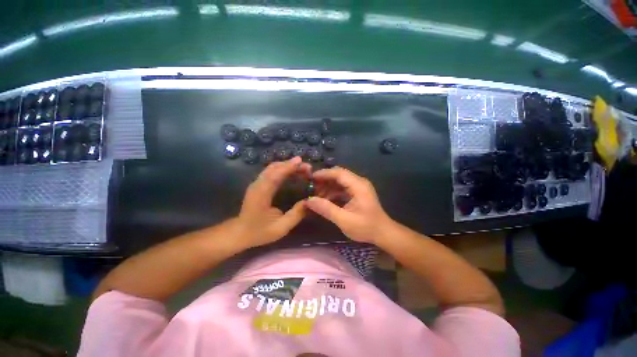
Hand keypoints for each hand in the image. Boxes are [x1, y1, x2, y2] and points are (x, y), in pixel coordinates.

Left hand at [235, 156, 311, 247]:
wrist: (239, 233)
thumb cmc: (259, 231)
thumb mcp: (281, 228)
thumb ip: (296, 215)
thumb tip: (309, 202)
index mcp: (261, 194)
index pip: (275, 176)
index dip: (288, 167)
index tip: (301, 161)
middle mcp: (257, 185)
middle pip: (273, 168)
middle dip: (290, 164)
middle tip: (307, 167)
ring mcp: (256, 183)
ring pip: (271, 168)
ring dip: (286, 165)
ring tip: (301, 168)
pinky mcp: (258, 184)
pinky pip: (270, 172)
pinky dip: (282, 169)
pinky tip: (291, 172)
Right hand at [305, 167, 394, 243]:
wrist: (383, 233)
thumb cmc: (366, 227)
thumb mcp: (344, 220)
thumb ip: (326, 209)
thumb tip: (308, 201)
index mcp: (358, 185)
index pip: (338, 173)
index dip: (324, 174)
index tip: (310, 178)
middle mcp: (359, 182)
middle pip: (338, 175)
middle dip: (324, 180)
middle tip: (311, 188)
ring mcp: (358, 187)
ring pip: (339, 181)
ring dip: (327, 187)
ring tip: (316, 196)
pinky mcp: (357, 192)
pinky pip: (342, 188)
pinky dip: (333, 192)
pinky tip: (325, 200)